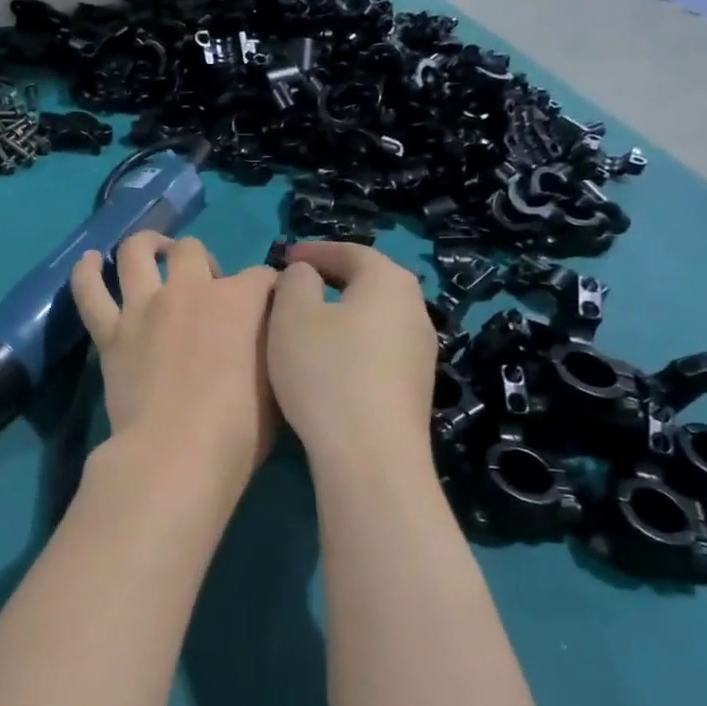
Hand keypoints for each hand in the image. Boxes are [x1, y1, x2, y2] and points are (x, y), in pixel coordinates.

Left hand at [70, 232, 278, 500]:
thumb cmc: (239, 430)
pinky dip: (85, 273)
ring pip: (137, 252)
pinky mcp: (110, 332)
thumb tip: (270, 331)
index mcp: (239, 301)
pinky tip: (88, 262)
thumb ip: (271, 346)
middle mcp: (190, 290)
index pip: (263, 277)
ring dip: (146, 246)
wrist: (176, 453)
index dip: (270, 288)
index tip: (271, 303)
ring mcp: (145, 307)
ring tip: (152, 253)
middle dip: (203, 261)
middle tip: (206, 289)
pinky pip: (89, 292)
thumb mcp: (277, 383)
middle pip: (193, 250)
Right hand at [268, 242, 435, 474]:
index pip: (350, 251)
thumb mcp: (293, 314)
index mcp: (388, 281)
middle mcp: (415, 309)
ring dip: (344, 313)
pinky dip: (354, 343)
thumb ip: (296, 280)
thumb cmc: (326, 371)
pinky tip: (331, 362)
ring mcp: (421, 351)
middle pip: (370, 282)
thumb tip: (307, 275)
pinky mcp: (416, 387)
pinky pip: (380, 349)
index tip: (285, 257)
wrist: (371, 454)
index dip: (315, 251)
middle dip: (333, 279)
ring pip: (376, 317)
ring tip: (310, 324)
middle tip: (298, 286)